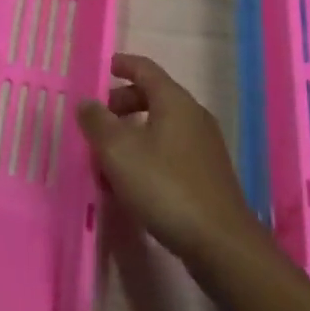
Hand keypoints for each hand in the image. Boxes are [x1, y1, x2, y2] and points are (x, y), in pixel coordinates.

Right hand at [77, 53, 265, 266]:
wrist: (222, 245)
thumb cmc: (166, 187)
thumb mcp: (119, 152)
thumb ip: (98, 123)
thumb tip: (86, 102)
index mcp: (174, 101)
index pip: (145, 68)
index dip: (124, 64)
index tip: (107, 67)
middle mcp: (194, 115)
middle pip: (155, 97)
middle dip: (125, 103)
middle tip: (101, 119)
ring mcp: (205, 147)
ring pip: (163, 127)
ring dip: (135, 134)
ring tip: (112, 157)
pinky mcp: (209, 176)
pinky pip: (173, 152)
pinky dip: (151, 154)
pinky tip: (136, 183)